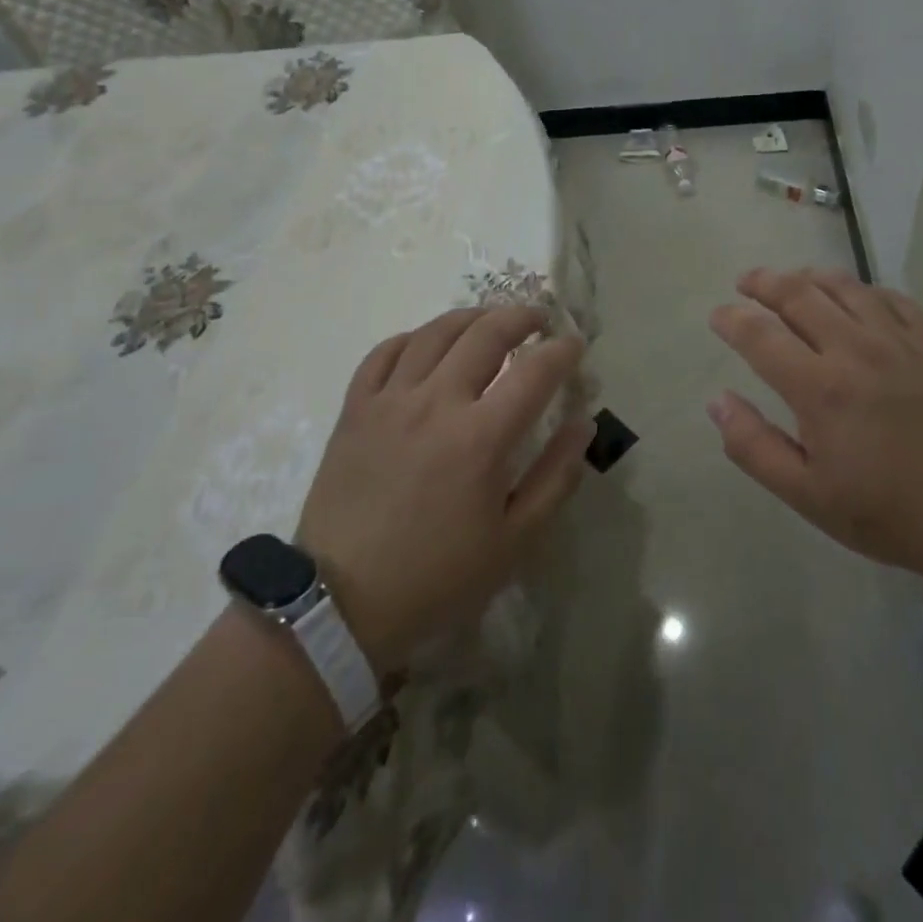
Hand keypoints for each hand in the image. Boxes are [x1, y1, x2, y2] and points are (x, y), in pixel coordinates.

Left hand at [297, 306, 589, 675]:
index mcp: (481, 437)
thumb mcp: (513, 541)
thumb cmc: (436, 577)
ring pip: (435, 333)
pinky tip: (427, 344)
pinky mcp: (355, 409)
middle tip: (539, 319)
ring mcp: (390, 400)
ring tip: (490, 320)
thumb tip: (583, 425)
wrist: (339, 604)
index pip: (535, 371)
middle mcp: (436, 403)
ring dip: (471, 317)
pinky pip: (384, 352)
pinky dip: (413, 338)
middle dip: (521, 317)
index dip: (562, 351)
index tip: (575, 345)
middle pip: (486, 334)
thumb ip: (555, 477)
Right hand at [707, 267, 922, 581]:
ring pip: (844, 286)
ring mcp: (897, 340)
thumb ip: (754, 446)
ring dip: (809, 276)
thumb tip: (718, 402)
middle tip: (746, 282)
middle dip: (764, 282)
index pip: (760, 335)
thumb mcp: (807, 495)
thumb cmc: (889, 511)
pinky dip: (863, 290)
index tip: (718, 315)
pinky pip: (891, 298)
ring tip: (792, 279)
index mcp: (818, 387)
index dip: (732, 320)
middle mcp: (853, 349)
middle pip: (798, 294)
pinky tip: (856, 297)